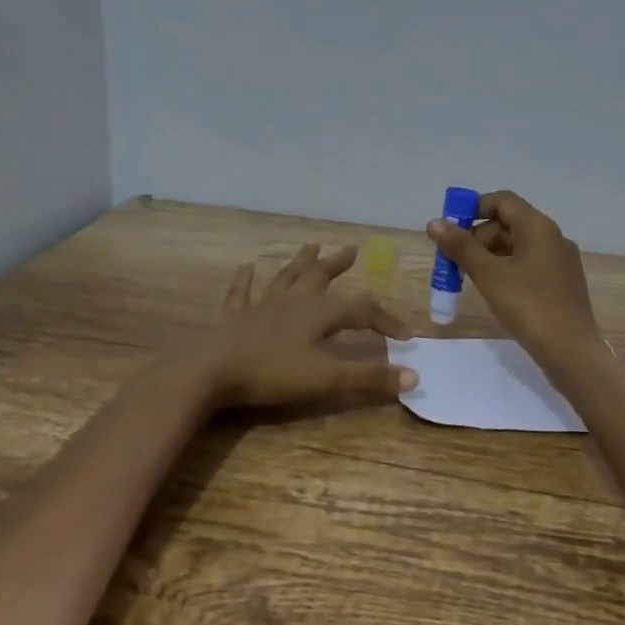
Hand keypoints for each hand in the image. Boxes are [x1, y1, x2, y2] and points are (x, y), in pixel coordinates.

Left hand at [194, 243, 415, 408]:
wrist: (211, 373)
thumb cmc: (271, 374)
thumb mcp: (326, 379)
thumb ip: (368, 377)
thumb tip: (413, 377)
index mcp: (317, 314)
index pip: (361, 311)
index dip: (386, 321)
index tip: (405, 336)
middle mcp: (292, 302)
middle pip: (320, 277)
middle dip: (338, 265)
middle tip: (352, 250)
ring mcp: (261, 307)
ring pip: (286, 278)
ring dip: (300, 262)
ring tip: (311, 245)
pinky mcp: (234, 318)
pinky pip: (242, 293)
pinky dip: (245, 280)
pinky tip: (246, 267)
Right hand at [426, 191, 600, 363]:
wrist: (570, 350)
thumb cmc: (528, 306)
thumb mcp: (489, 275)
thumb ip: (461, 247)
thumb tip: (434, 222)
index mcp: (538, 227)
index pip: (502, 201)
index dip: (473, 208)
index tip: (450, 229)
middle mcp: (553, 237)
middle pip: (508, 223)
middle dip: (477, 237)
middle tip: (454, 261)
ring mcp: (560, 261)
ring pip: (518, 246)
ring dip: (490, 255)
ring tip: (469, 277)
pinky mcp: (562, 282)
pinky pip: (529, 264)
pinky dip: (506, 269)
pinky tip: (494, 290)